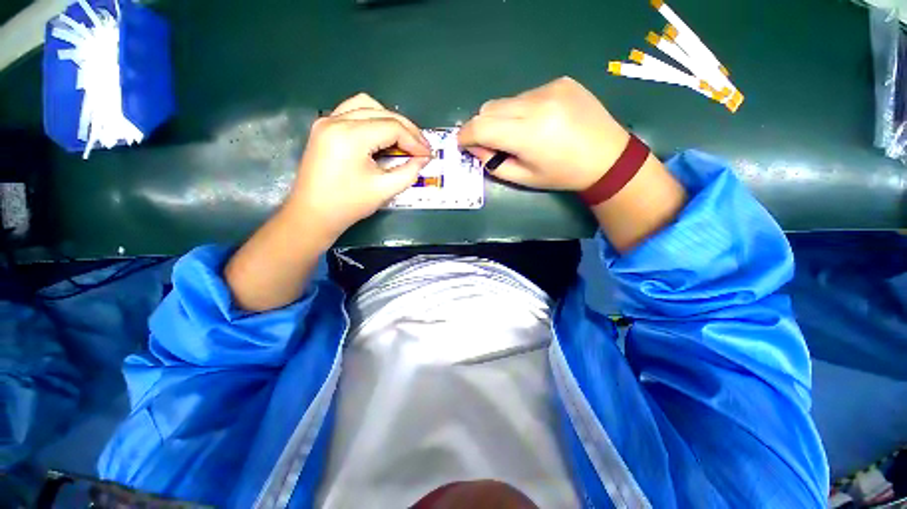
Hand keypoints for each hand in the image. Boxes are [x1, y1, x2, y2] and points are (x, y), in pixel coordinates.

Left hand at [287, 93, 431, 240]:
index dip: (414, 140)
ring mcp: (327, 121)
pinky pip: (353, 111)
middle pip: (381, 112)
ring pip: (366, 105)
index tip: (428, 154)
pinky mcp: (324, 127)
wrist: (313, 214)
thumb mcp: (385, 190)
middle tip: (422, 147)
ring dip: (389, 120)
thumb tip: (423, 159)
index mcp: (350, 136)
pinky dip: (372, 119)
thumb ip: (409, 172)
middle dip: (406, 129)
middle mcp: (336, 120)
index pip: (392, 127)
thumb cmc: (348, 205)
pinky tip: (382, 135)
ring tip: (404, 139)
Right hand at [458, 77, 630, 190]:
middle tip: (493, 143)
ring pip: (506, 100)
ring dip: (503, 117)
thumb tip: (476, 148)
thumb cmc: (563, 175)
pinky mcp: (560, 81)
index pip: (481, 126)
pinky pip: (526, 94)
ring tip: (521, 133)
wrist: (607, 157)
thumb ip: (494, 163)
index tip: (463, 144)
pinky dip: (522, 109)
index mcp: (528, 134)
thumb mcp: (524, 178)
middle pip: (489, 108)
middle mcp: (537, 104)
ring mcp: (550, 88)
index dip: (466, 135)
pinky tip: (540, 122)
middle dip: (482, 126)